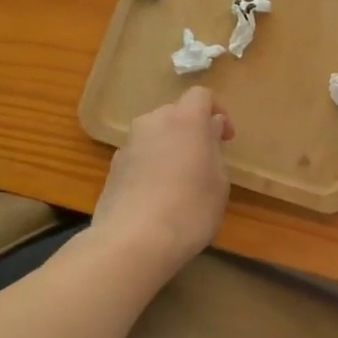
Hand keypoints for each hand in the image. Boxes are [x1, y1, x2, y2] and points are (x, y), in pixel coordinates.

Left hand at [92, 88, 233, 274]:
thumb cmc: (190, 209)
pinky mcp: (112, 169)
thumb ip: (215, 149)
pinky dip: (151, 166)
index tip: (225, 138)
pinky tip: (157, 197)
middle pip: (175, 113)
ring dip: (169, 147)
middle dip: (191, 129)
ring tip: (180, 180)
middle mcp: (153, 123)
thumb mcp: (219, 182)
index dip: (217, 111)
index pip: (201, 95)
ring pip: (154, 134)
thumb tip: (209, 130)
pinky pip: (139, 156)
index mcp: (185, 120)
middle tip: (204, 159)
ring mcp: (128, 145)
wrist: (133, 242)